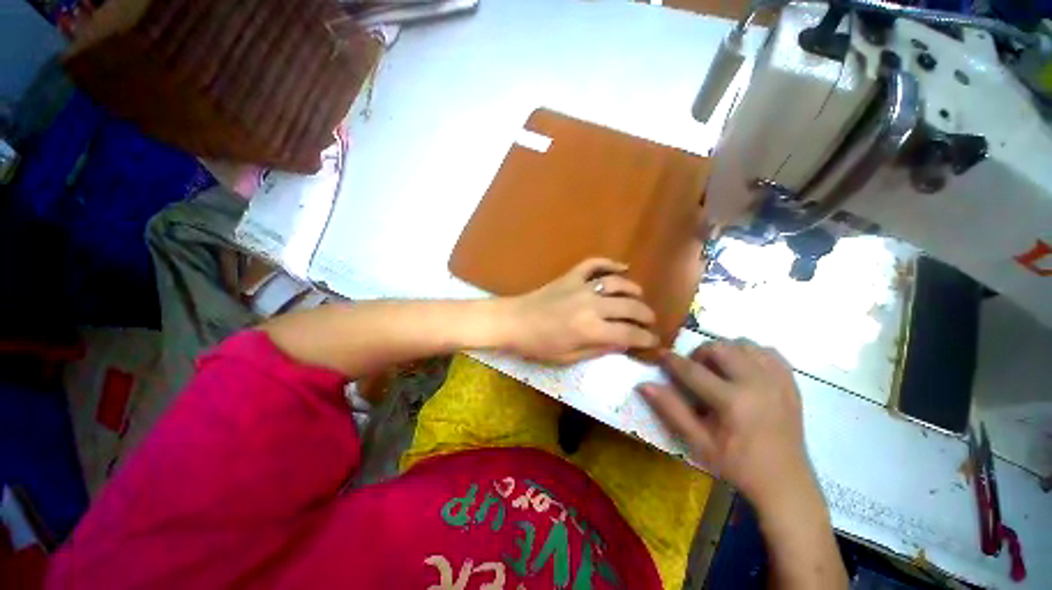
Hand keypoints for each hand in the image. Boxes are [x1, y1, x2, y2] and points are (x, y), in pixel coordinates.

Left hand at [500, 258, 658, 363]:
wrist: (513, 321)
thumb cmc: (538, 345)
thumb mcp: (568, 357)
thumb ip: (598, 349)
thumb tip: (622, 344)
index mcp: (591, 329)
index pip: (629, 333)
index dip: (646, 339)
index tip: (654, 342)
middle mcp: (592, 305)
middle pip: (629, 306)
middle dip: (645, 315)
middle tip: (650, 321)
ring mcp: (581, 286)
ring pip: (617, 283)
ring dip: (633, 290)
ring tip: (639, 297)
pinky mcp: (570, 276)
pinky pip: (593, 264)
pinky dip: (609, 263)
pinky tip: (622, 267)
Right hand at [639, 341, 816, 510]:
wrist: (784, 482)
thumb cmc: (736, 464)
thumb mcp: (697, 442)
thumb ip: (671, 409)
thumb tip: (644, 385)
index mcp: (733, 402)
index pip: (693, 370)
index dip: (672, 360)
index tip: (660, 354)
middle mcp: (757, 384)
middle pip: (720, 348)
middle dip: (700, 353)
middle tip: (694, 370)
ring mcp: (778, 381)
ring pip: (744, 344)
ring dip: (725, 350)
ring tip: (719, 369)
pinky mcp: (791, 382)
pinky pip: (767, 351)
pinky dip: (751, 353)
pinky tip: (743, 369)